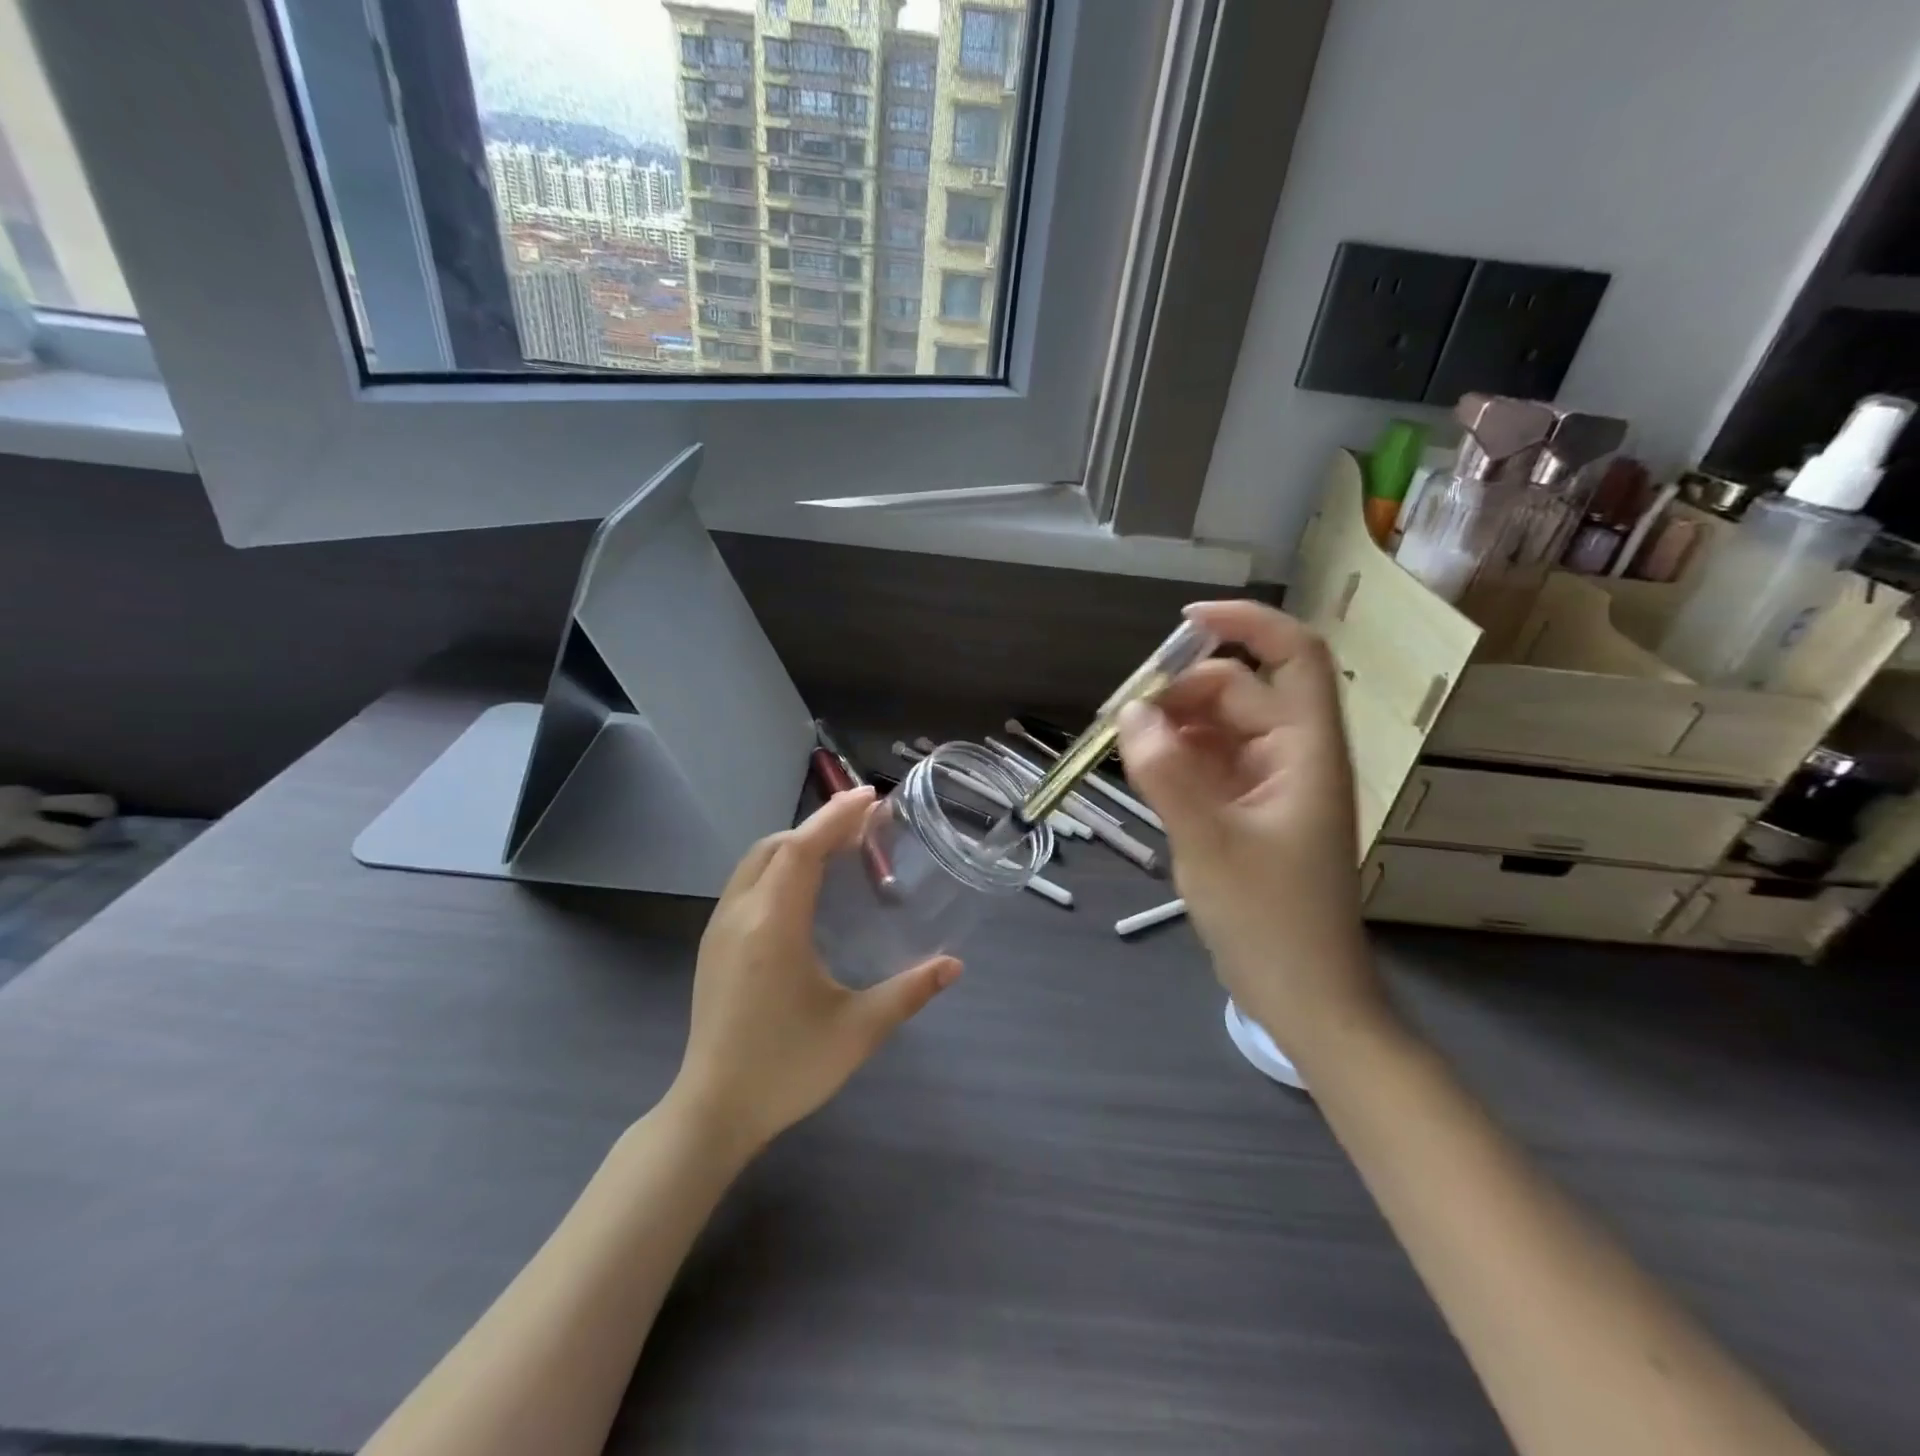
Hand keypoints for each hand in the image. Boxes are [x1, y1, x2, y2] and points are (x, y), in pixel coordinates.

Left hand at [669, 789, 961, 1157]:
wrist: (713, 1111)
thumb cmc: (787, 1068)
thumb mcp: (857, 1030)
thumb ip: (909, 992)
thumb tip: (954, 965)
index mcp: (773, 926)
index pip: (802, 848)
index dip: (836, 816)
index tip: (871, 796)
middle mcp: (740, 914)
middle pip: (777, 846)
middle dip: (820, 826)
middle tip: (865, 827)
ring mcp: (719, 929)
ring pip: (756, 861)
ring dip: (796, 844)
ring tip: (839, 851)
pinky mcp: (713, 945)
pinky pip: (747, 883)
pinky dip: (778, 866)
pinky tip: (805, 891)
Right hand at [1116, 600, 1390, 1061]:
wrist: (1303, 997)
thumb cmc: (1270, 921)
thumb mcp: (1209, 844)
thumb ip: (1168, 774)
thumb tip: (1131, 713)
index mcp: (1305, 751)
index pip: (1292, 656)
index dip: (1245, 624)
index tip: (1182, 623)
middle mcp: (1293, 756)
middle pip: (1239, 691)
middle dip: (1181, 692)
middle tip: (1121, 719)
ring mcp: (1271, 784)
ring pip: (1219, 727)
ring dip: (1173, 726)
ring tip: (1124, 748)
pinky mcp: (1250, 810)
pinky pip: (1210, 763)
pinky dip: (1176, 758)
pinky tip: (1144, 773)